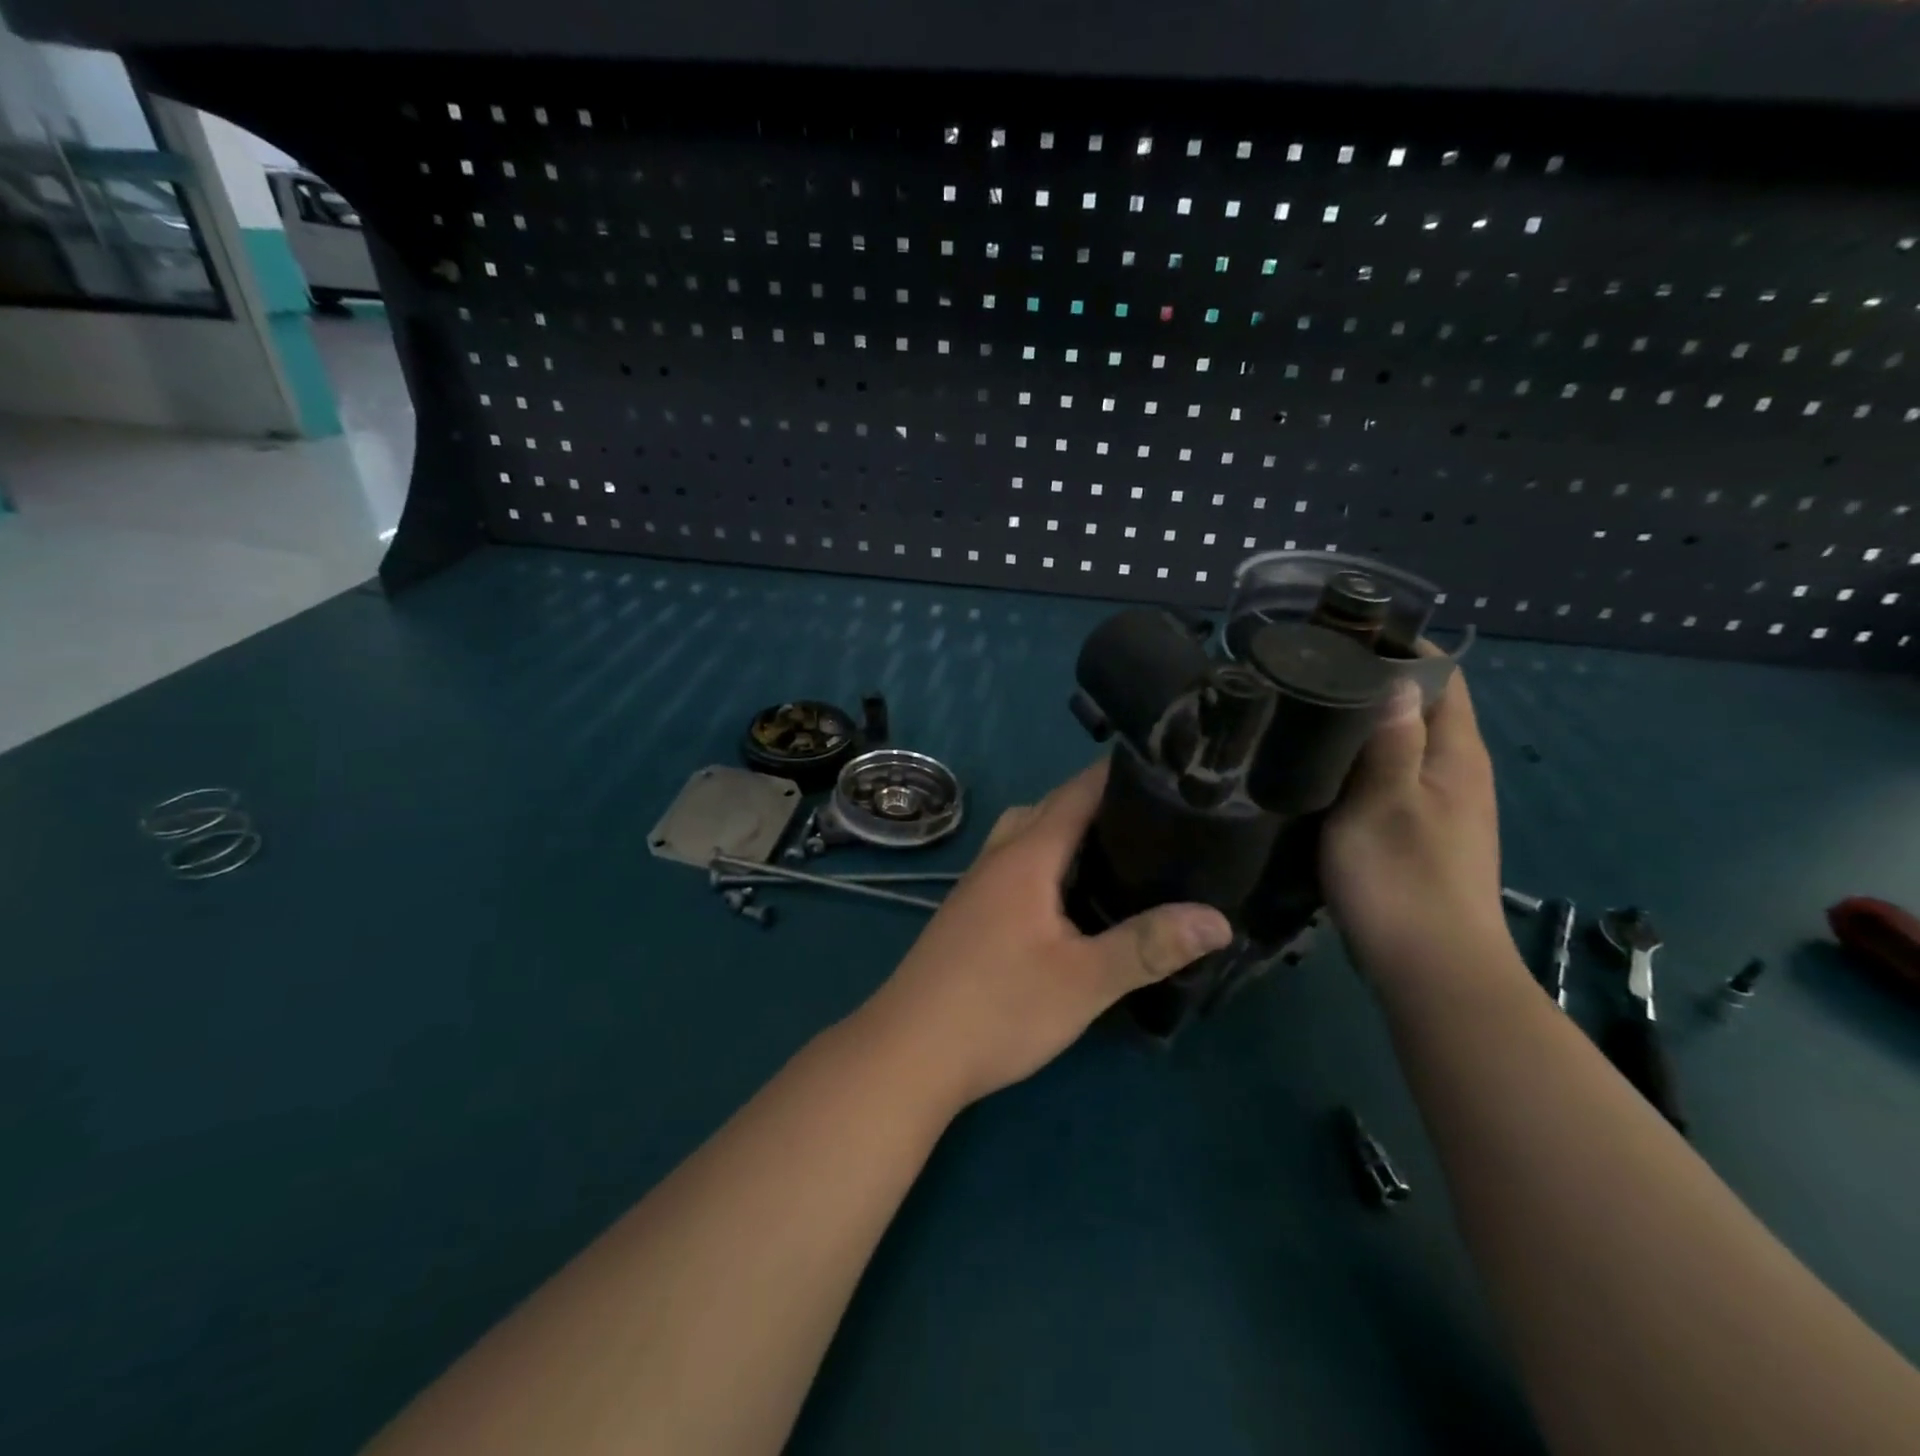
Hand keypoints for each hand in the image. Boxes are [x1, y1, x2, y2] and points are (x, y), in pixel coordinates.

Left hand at [853, 761, 1232, 1109]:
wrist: (909, 1052)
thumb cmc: (999, 1008)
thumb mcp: (1083, 980)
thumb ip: (1148, 945)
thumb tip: (1218, 919)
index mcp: (1027, 855)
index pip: (1077, 792)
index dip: (1119, 775)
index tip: (1167, 771)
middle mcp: (998, 857)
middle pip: (1050, 808)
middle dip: (1099, 802)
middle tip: (1156, 817)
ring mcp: (977, 884)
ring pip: (1028, 836)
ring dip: (1067, 831)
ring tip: (1120, 851)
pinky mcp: (969, 912)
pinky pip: (1016, 864)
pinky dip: (1047, 860)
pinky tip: (1070, 896)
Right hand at [1321, 668, 1513, 997]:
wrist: (1431, 970)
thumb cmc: (1403, 880)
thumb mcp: (1384, 801)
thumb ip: (1390, 739)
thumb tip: (1393, 678)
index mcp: (1456, 754)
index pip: (1442, 677)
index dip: (1402, 649)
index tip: (1343, 637)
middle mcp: (1456, 773)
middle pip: (1419, 708)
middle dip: (1372, 684)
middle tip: (1309, 675)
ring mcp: (1440, 807)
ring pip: (1401, 746)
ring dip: (1361, 727)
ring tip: (1304, 715)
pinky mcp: (1418, 834)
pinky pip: (1388, 778)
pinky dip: (1358, 764)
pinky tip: (1319, 772)